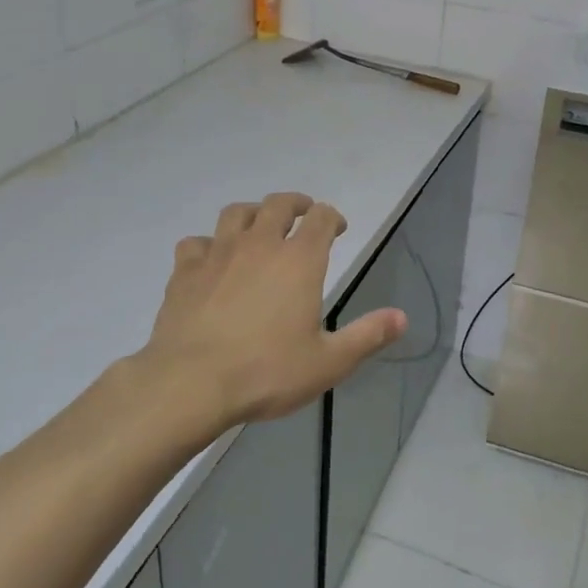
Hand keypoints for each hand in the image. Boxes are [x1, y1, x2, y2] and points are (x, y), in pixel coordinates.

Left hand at [137, 192, 405, 427]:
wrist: (191, 383)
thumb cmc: (267, 371)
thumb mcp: (328, 362)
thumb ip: (367, 335)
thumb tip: (402, 317)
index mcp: (299, 260)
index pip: (321, 218)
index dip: (332, 217)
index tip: (338, 228)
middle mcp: (260, 244)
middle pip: (278, 204)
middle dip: (295, 204)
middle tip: (303, 214)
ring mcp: (218, 253)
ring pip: (236, 213)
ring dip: (252, 213)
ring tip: (258, 226)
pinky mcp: (185, 271)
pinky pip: (196, 243)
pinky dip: (207, 245)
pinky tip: (211, 261)